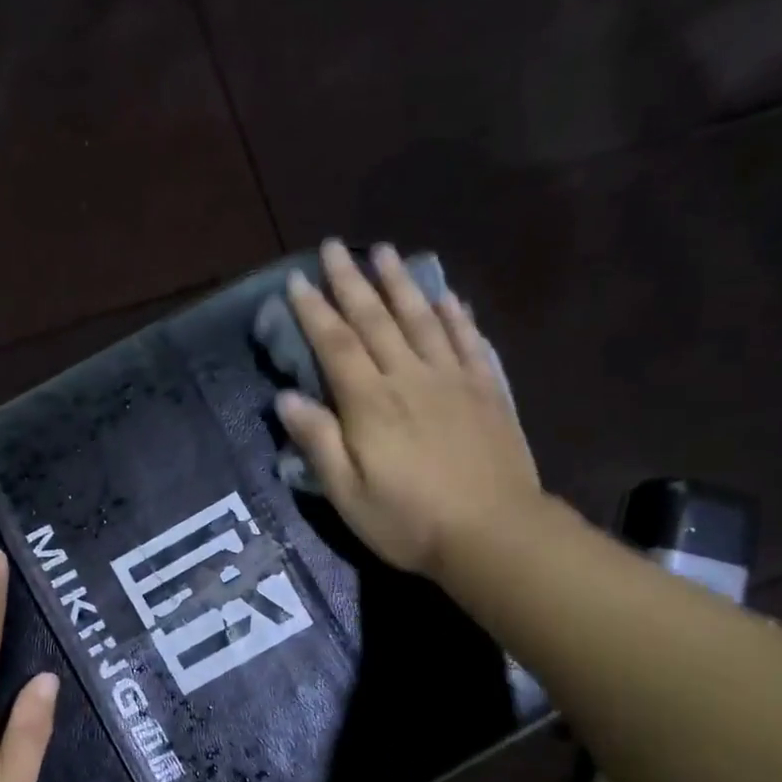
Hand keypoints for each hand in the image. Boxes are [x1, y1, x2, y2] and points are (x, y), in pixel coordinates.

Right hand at [276, 239, 543, 580]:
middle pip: (376, 320)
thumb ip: (318, 442)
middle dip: (351, 281)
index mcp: (370, 403)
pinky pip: (468, 341)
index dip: (314, 311)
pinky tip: (447, 297)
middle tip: (334, 247)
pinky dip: (455, 315)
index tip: (297, 279)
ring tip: (384, 252)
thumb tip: (286, 399)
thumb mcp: (347, 493)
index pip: (335, 344)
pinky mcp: (486, 391)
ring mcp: (453, 380)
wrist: (494, 534)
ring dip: (400, 284)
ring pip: (422, 319)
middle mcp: (410, 378)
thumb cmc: (409, 521)